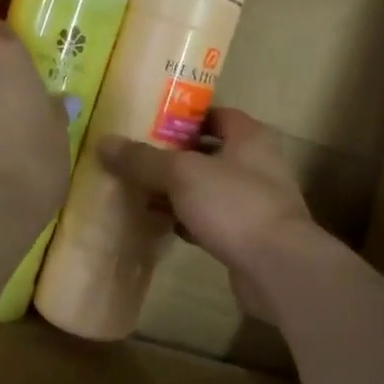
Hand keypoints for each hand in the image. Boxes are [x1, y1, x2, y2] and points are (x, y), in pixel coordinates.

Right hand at [97, 107, 319, 323]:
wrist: (278, 268)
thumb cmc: (234, 205)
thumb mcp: (182, 174)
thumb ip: (143, 159)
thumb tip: (104, 144)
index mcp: (250, 137)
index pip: (215, 114)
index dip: (184, 116)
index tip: (149, 122)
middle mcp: (258, 164)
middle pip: (209, 152)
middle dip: (174, 156)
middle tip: (135, 157)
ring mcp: (255, 202)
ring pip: (208, 188)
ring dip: (178, 190)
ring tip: (139, 190)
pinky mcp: (248, 235)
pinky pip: (211, 219)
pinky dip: (188, 219)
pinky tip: (161, 224)